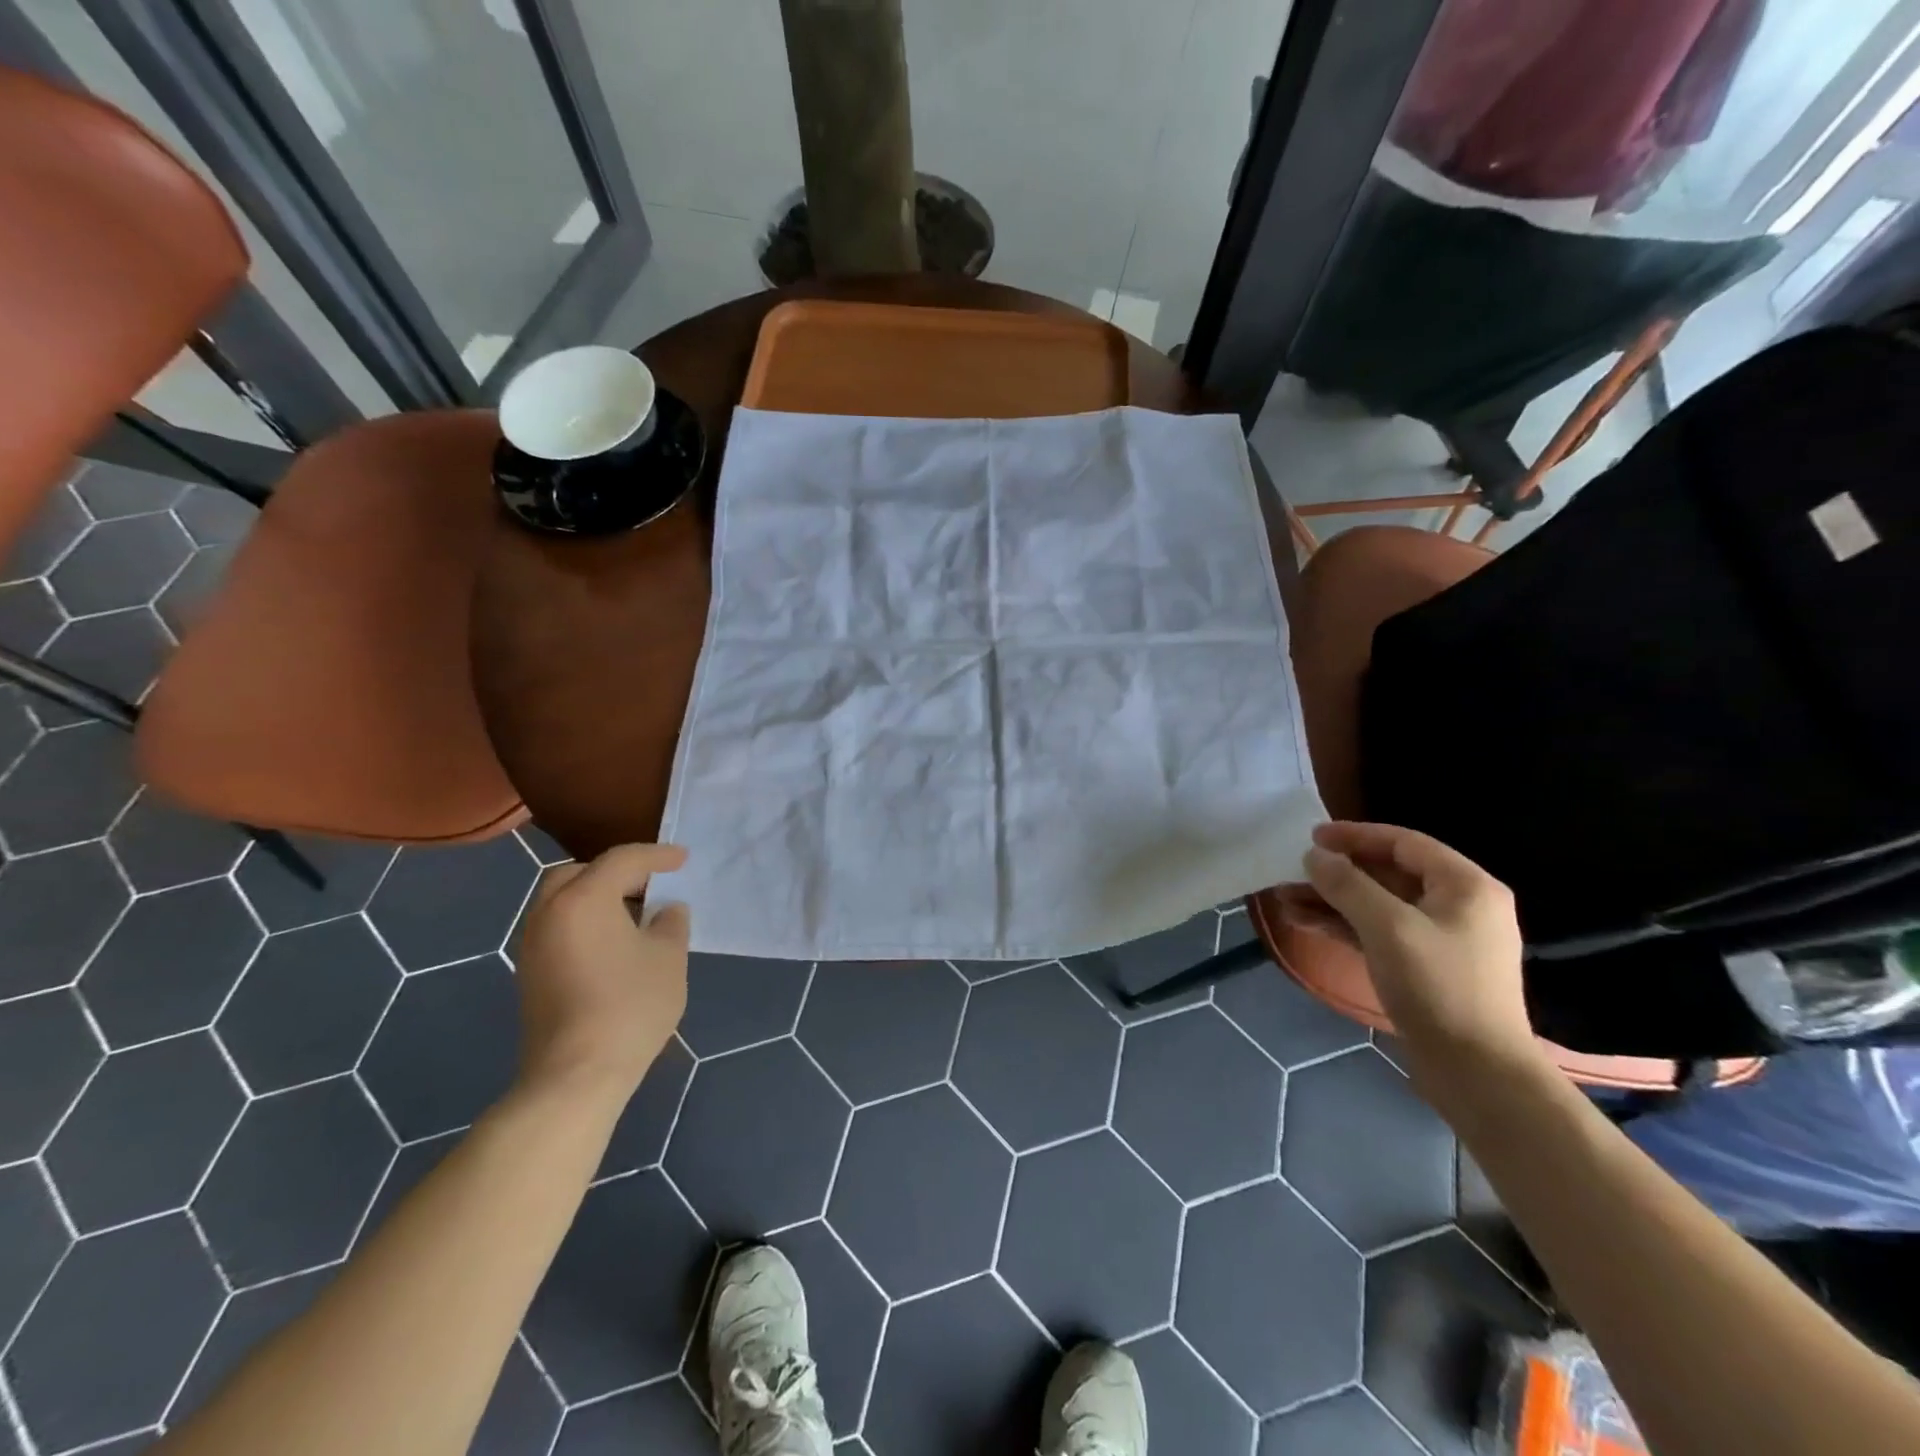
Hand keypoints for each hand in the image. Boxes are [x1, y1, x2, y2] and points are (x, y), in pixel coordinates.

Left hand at [514, 843, 690, 1103]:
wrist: (576, 1075)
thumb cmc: (629, 1006)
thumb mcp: (668, 957)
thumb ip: (670, 923)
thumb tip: (665, 910)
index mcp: (584, 899)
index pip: (622, 859)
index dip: (657, 855)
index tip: (683, 859)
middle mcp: (550, 912)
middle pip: (579, 873)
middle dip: (616, 872)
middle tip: (650, 884)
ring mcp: (533, 944)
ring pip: (564, 901)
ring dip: (598, 897)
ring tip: (636, 914)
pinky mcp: (530, 972)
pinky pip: (559, 926)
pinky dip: (585, 920)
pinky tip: (614, 943)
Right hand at [1275, 822, 1539, 1091]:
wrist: (1477, 1074)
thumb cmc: (1438, 987)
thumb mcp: (1388, 927)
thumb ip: (1348, 885)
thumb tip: (1315, 856)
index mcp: (1466, 886)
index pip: (1404, 843)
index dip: (1355, 836)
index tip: (1312, 837)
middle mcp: (1458, 906)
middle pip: (1388, 873)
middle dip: (1337, 873)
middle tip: (1292, 872)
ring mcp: (1441, 938)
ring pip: (1378, 905)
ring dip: (1332, 901)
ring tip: (1285, 900)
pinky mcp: (1424, 967)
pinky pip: (1379, 932)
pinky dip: (1344, 925)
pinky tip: (1305, 923)